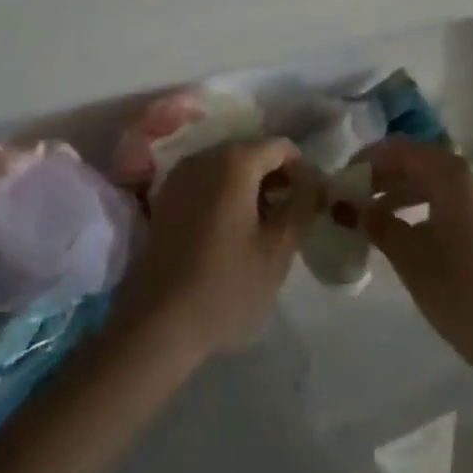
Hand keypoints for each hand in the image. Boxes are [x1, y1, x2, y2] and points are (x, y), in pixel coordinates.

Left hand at [115, 138, 314, 362]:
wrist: (157, 325)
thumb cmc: (226, 285)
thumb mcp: (278, 250)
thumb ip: (302, 206)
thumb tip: (315, 183)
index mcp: (235, 161)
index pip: (281, 148)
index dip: (302, 171)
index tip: (310, 204)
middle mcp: (204, 157)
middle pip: (251, 153)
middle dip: (275, 178)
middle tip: (290, 217)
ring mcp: (179, 177)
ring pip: (226, 168)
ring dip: (249, 188)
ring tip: (262, 227)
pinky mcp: (163, 200)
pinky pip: (204, 184)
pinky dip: (224, 196)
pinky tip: (230, 232)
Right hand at [356, 139, 472, 382]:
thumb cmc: (460, 292)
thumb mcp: (409, 256)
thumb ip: (375, 223)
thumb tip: (343, 206)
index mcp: (454, 174)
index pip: (401, 149)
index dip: (368, 160)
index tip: (342, 180)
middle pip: (421, 161)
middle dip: (385, 176)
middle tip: (354, 199)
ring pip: (439, 180)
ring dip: (405, 191)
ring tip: (374, 216)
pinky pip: (456, 197)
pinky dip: (428, 204)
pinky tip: (408, 229)